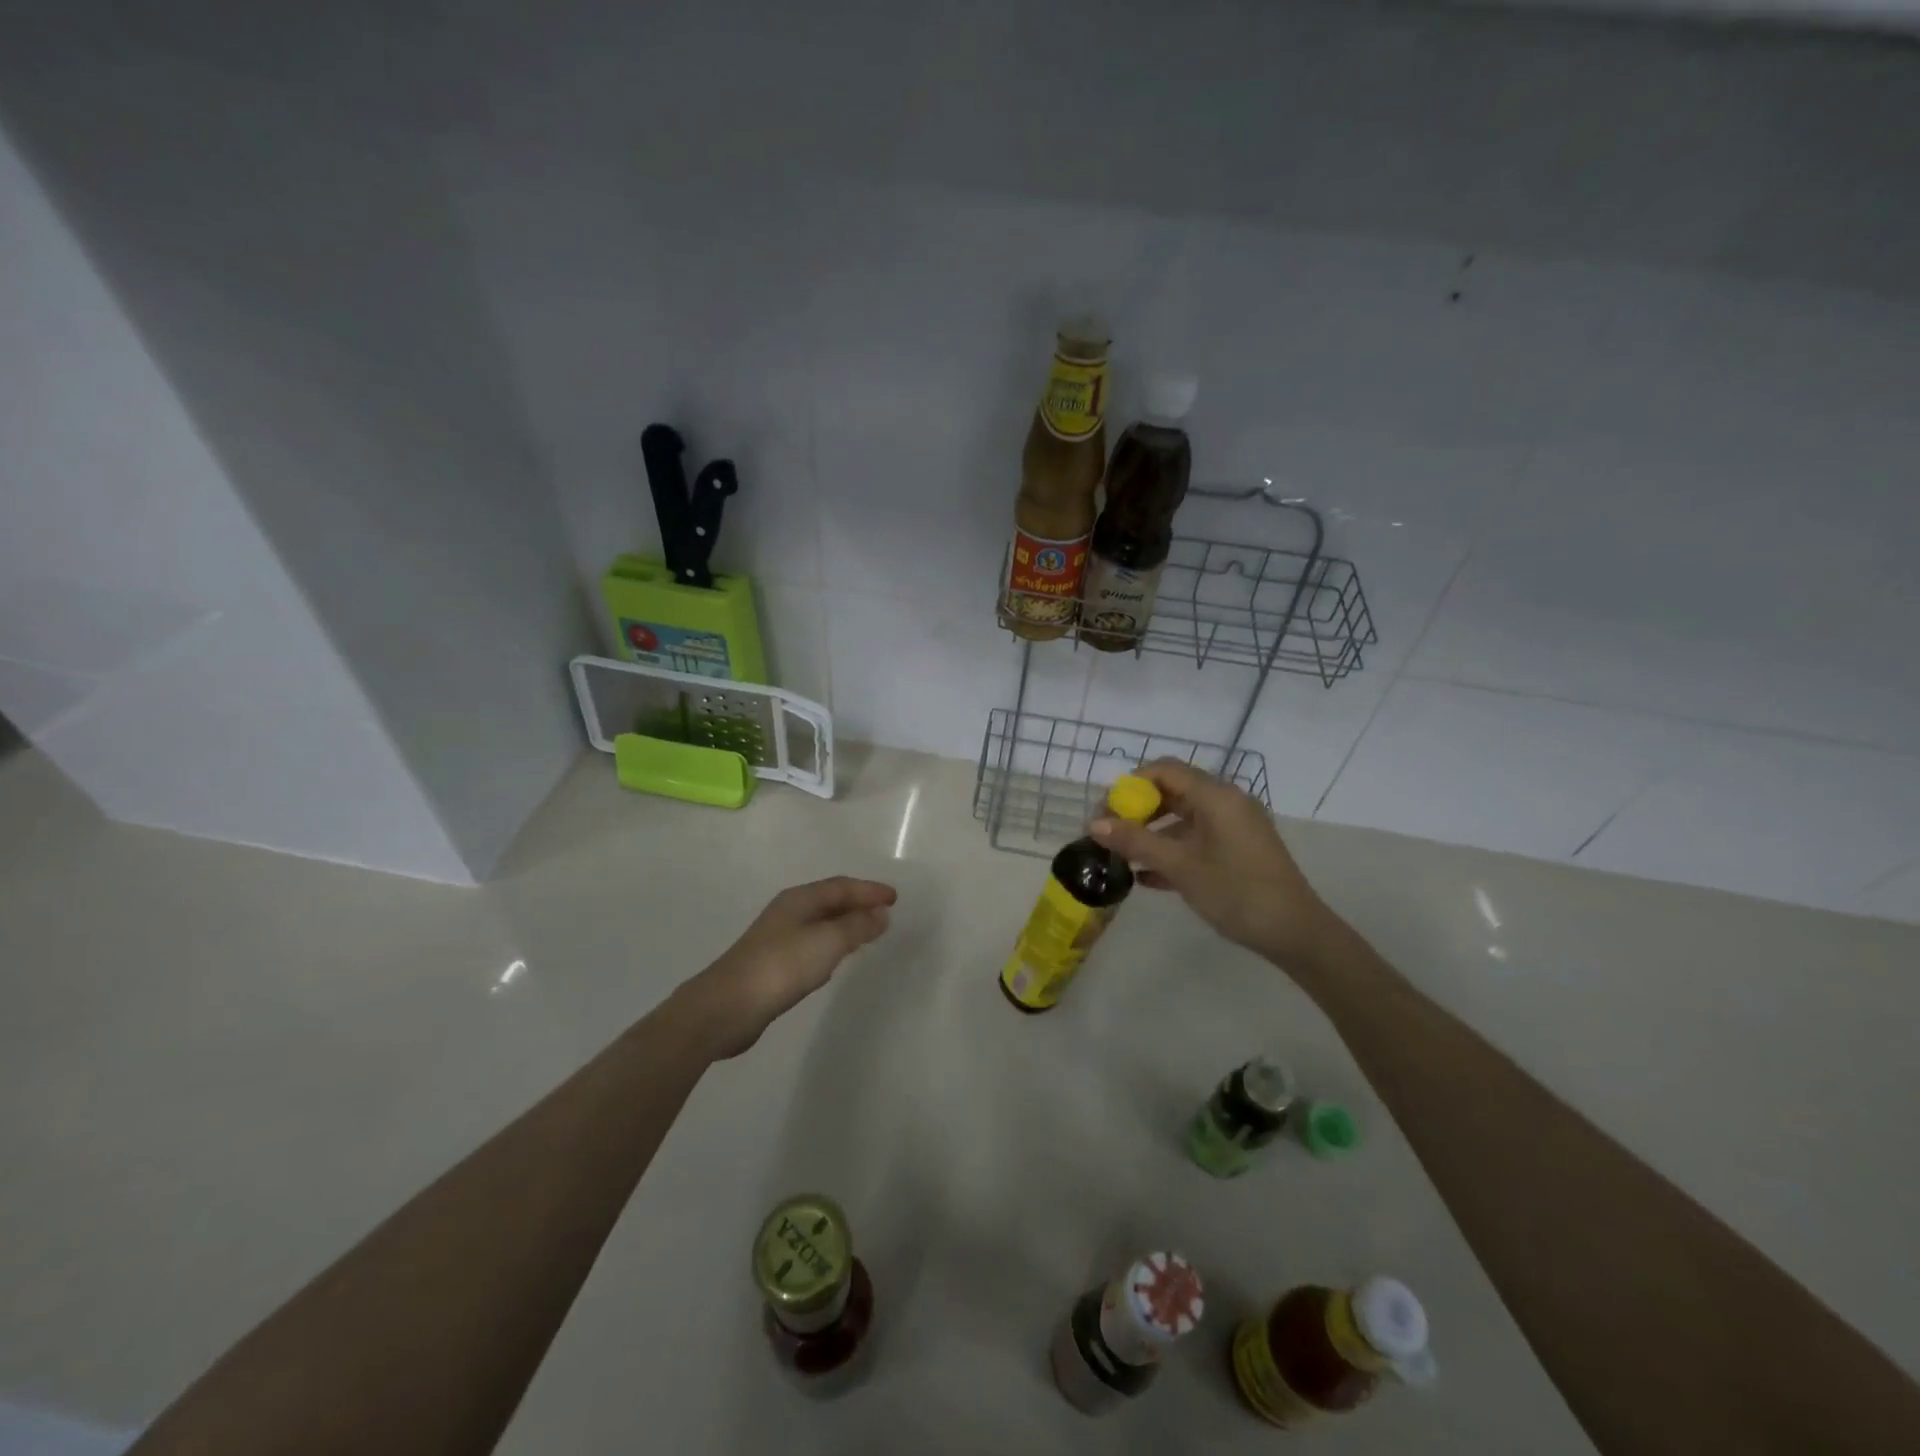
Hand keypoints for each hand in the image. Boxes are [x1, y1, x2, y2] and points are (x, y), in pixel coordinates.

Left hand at [675, 877, 896, 1058]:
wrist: (727, 1007)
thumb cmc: (781, 967)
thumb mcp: (828, 942)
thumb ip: (857, 927)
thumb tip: (881, 913)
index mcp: (799, 899)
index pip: (841, 886)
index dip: (869, 890)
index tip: (895, 898)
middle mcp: (787, 912)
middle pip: (829, 901)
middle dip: (858, 904)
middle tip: (885, 913)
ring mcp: (777, 938)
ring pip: (820, 923)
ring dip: (845, 925)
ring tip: (867, 933)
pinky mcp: (772, 964)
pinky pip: (811, 945)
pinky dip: (830, 945)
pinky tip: (835, 960)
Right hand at [1091, 759, 1338, 967]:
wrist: (1295, 933)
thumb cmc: (1236, 891)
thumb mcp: (1180, 866)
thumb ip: (1136, 841)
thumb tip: (1093, 824)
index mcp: (1215, 796)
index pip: (1164, 770)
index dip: (1130, 785)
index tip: (1106, 812)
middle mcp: (1225, 802)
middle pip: (1172, 791)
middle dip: (1137, 811)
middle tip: (1109, 835)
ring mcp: (1233, 826)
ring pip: (1182, 818)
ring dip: (1151, 834)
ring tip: (1122, 858)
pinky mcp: (1237, 849)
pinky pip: (1196, 839)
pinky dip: (1171, 850)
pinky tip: (1146, 878)